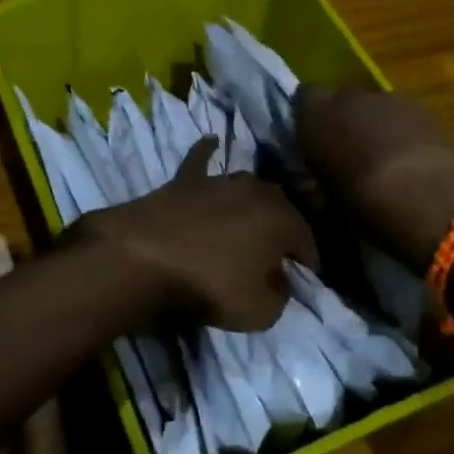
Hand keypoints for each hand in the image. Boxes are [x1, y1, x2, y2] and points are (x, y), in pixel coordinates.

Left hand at [76, 139, 317, 331]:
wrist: (144, 256)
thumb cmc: (210, 286)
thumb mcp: (260, 311)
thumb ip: (280, 294)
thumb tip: (280, 279)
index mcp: (282, 220)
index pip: (307, 241)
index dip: (309, 263)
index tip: (306, 280)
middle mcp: (258, 192)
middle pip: (281, 210)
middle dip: (285, 230)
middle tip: (278, 255)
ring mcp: (220, 182)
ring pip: (248, 188)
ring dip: (254, 204)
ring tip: (252, 222)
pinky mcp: (185, 180)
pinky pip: (201, 160)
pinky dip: (207, 152)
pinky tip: (212, 141)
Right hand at [294, 84, 453, 268]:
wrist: (425, 196)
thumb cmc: (362, 202)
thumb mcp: (326, 200)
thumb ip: (315, 182)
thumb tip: (312, 185)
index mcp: (315, 115)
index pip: (303, 97)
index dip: (310, 116)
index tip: (314, 140)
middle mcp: (347, 97)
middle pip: (342, 98)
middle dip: (344, 119)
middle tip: (349, 151)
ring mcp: (387, 97)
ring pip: (374, 105)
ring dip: (376, 123)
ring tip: (384, 158)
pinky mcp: (422, 106)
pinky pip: (403, 114)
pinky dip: (403, 130)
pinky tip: (411, 157)